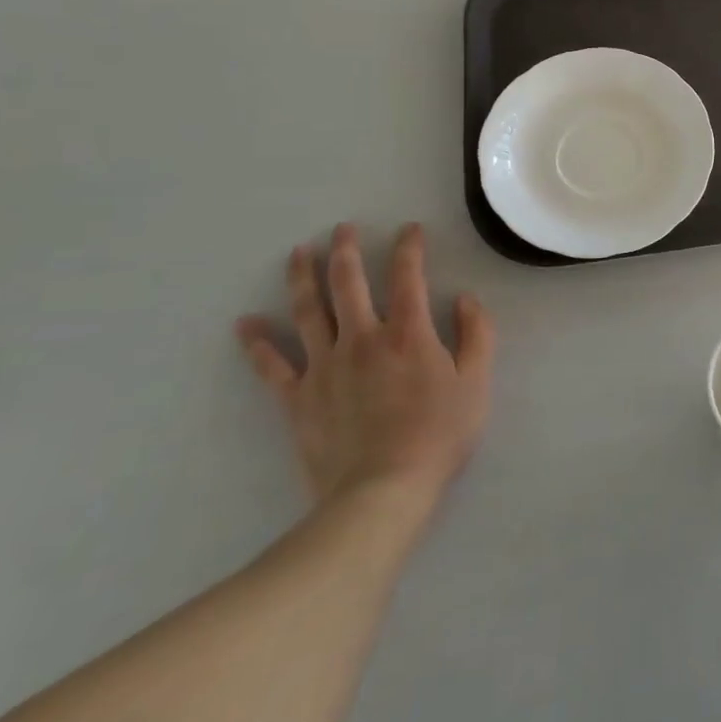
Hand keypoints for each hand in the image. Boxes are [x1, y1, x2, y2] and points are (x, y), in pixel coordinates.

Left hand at [236, 223, 494, 525]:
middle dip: (346, 251)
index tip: (409, 229)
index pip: (408, 276)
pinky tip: (244, 323)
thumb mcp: (476, 383)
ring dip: (301, 278)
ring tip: (297, 252)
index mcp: (408, 333)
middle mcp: (362, 338)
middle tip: (341, 229)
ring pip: (308, 311)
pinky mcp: (298, 398)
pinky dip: (257, 343)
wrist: (381, 492)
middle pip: (348, 283)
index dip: (409, 247)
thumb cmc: (438, 435)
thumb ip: (476, 335)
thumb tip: (465, 299)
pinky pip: (272, 365)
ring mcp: (325, 367)